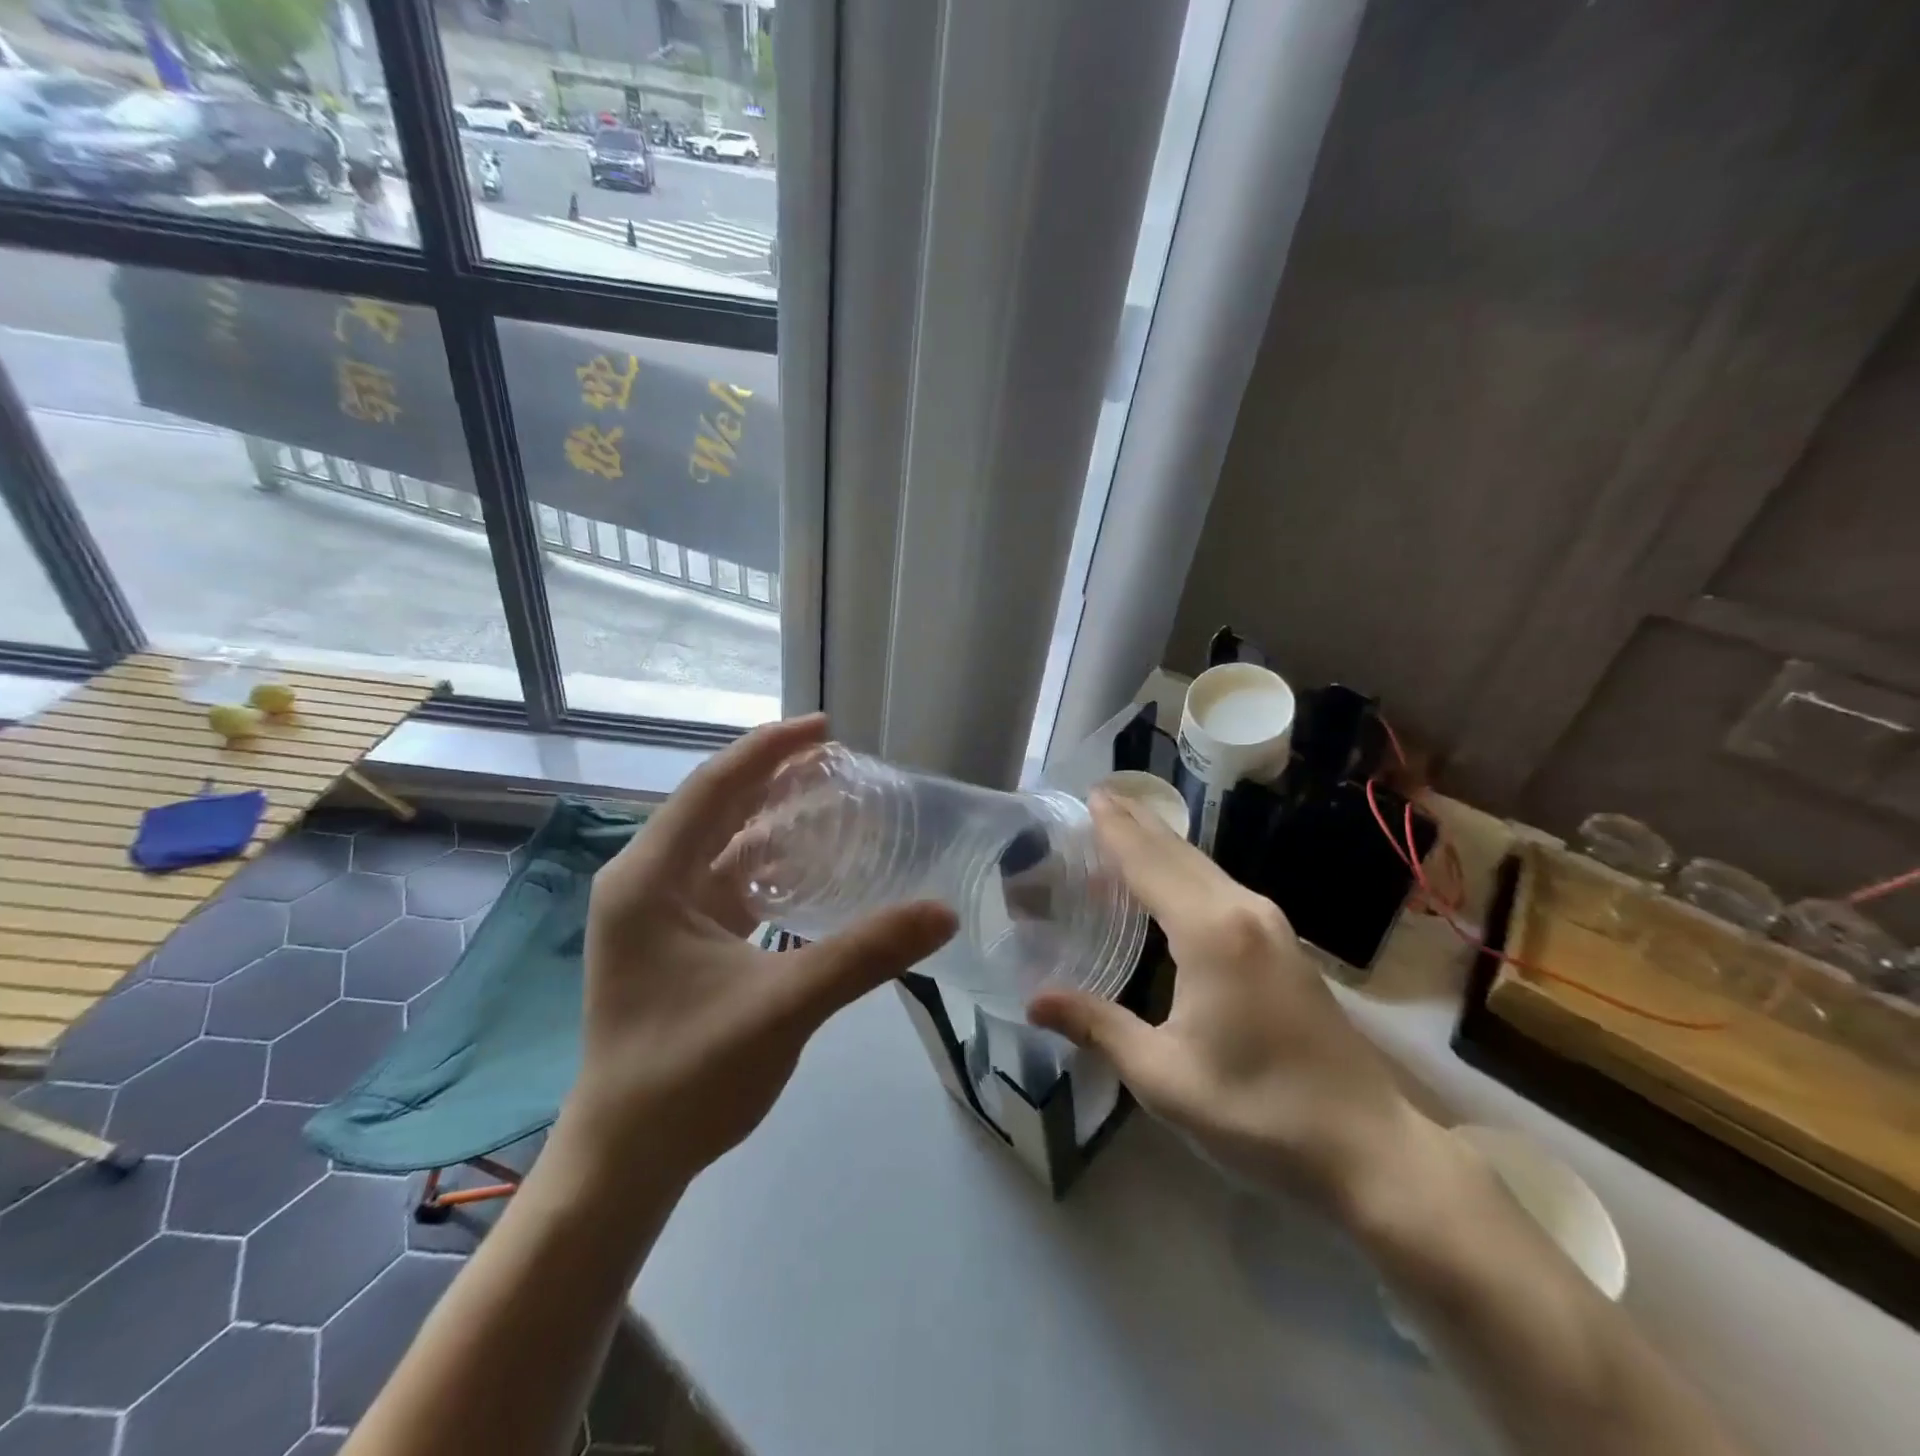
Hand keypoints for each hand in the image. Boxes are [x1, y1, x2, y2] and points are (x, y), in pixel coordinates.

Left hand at [555, 715, 955, 1192]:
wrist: (626, 1160)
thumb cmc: (688, 1078)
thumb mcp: (783, 1007)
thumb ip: (864, 954)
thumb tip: (943, 912)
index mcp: (649, 879)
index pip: (713, 788)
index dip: (770, 750)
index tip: (826, 729)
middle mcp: (645, 882)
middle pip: (716, 807)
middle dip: (775, 778)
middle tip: (841, 762)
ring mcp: (658, 912)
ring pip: (722, 843)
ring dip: (773, 819)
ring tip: (834, 799)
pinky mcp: (676, 939)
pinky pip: (726, 879)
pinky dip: (768, 862)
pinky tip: (811, 864)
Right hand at [1028, 790, 1424, 1210]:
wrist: (1368, 1147)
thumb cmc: (1259, 1113)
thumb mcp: (1164, 1077)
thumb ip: (1098, 1027)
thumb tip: (1034, 1001)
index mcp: (1211, 933)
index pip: (1150, 864)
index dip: (1117, 829)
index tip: (1089, 795)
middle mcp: (1243, 911)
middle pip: (1179, 853)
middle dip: (1138, 823)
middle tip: (1099, 799)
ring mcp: (1271, 925)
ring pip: (1204, 867)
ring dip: (1162, 845)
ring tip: (1123, 828)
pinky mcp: (1284, 944)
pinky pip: (1220, 888)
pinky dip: (1183, 872)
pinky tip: (1167, 883)